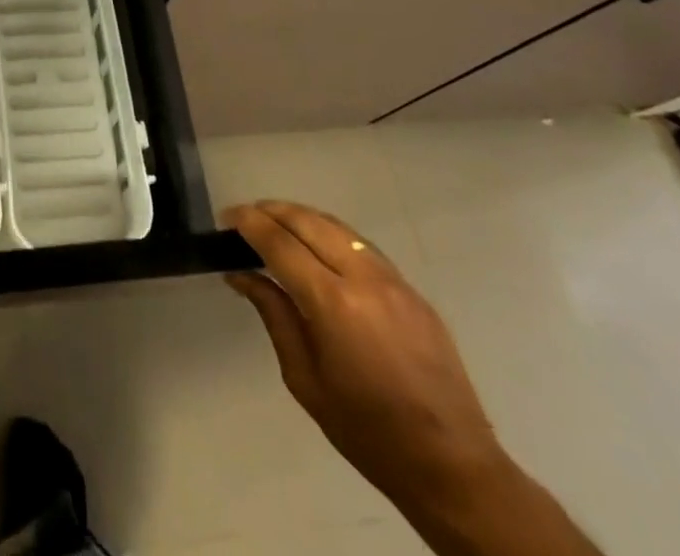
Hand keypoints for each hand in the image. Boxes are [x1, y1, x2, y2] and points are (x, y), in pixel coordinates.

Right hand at [224, 203, 505, 508]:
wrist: (454, 468)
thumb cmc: (368, 432)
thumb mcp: (305, 379)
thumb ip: (274, 315)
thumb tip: (241, 274)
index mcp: (333, 303)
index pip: (279, 242)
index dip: (248, 223)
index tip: (225, 218)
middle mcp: (364, 279)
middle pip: (308, 220)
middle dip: (271, 211)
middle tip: (245, 218)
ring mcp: (394, 281)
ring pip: (337, 226)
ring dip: (301, 217)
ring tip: (276, 226)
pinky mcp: (413, 291)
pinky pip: (362, 246)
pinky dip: (331, 234)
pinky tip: (318, 249)